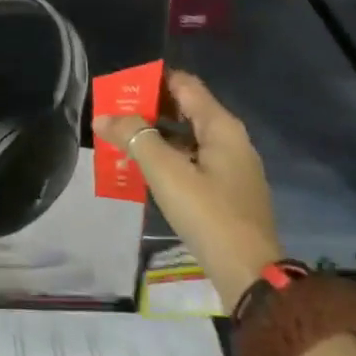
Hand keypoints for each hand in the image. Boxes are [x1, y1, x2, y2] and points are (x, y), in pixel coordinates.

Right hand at [95, 70, 283, 308]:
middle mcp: (230, 140)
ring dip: (155, 136)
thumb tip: (104, 117)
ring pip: (187, 137)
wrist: (250, 276)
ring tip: (120, 140)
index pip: (184, 84)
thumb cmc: (209, 214)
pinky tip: (144, 169)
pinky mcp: (227, 192)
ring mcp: (231, 167)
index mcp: (221, 127)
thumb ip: (135, 137)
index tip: (120, 86)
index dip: (152, 80)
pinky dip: (168, 158)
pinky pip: (192, 161)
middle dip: (148, 109)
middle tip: (113, 114)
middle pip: (185, 109)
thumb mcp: (166, 172)